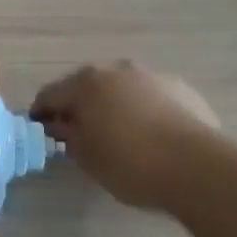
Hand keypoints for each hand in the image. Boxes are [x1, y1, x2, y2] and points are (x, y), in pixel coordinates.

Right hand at [31, 61, 219, 209]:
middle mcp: (115, 70)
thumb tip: (63, 125)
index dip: (41, 112)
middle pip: (87, 86)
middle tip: (77, 132)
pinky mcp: (181, 88)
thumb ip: (69, 136)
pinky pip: (150, 97)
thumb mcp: (87, 157)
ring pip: (121, 88)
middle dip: (79, 105)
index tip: (40, 129)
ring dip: (113, 104)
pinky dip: (143, 109)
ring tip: (118, 133)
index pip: (50, 94)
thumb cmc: (130, 163)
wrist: (196, 166)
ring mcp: (151, 76)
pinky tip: (150, 134)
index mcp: (85, 84)